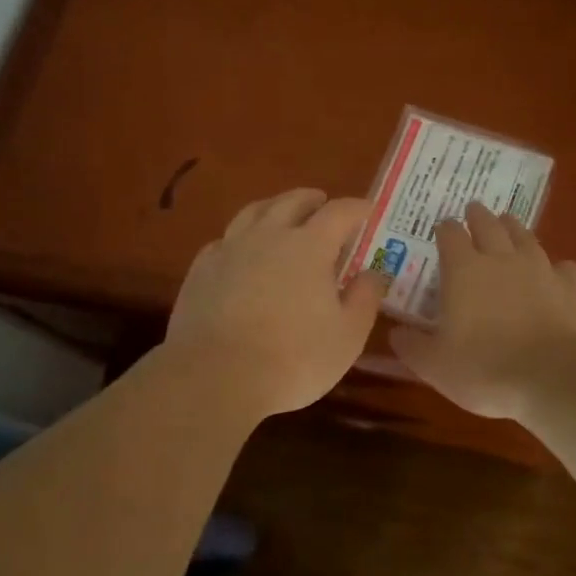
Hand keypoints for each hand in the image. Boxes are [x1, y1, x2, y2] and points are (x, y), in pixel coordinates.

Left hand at [165, 189, 388, 416]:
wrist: (216, 376)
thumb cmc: (294, 359)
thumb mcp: (347, 336)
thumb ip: (364, 298)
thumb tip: (373, 273)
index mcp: (310, 246)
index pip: (339, 212)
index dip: (357, 208)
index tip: (368, 210)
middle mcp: (268, 235)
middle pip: (292, 202)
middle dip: (312, 200)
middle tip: (323, 203)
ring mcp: (230, 249)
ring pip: (253, 212)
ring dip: (274, 207)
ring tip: (281, 214)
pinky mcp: (202, 269)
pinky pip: (224, 240)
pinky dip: (240, 238)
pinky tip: (241, 251)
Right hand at [388, 202, 575, 419]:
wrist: (555, 379)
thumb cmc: (484, 369)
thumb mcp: (434, 365)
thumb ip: (411, 346)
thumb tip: (395, 333)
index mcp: (463, 270)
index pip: (450, 235)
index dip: (445, 229)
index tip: (442, 228)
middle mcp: (502, 259)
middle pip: (489, 225)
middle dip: (479, 216)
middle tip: (474, 210)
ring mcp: (542, 270)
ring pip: (526, 238)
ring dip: (515, 229)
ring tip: (509, 224)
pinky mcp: (574, 288)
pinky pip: (565, 268)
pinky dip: (558, 268)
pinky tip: (557, 274)